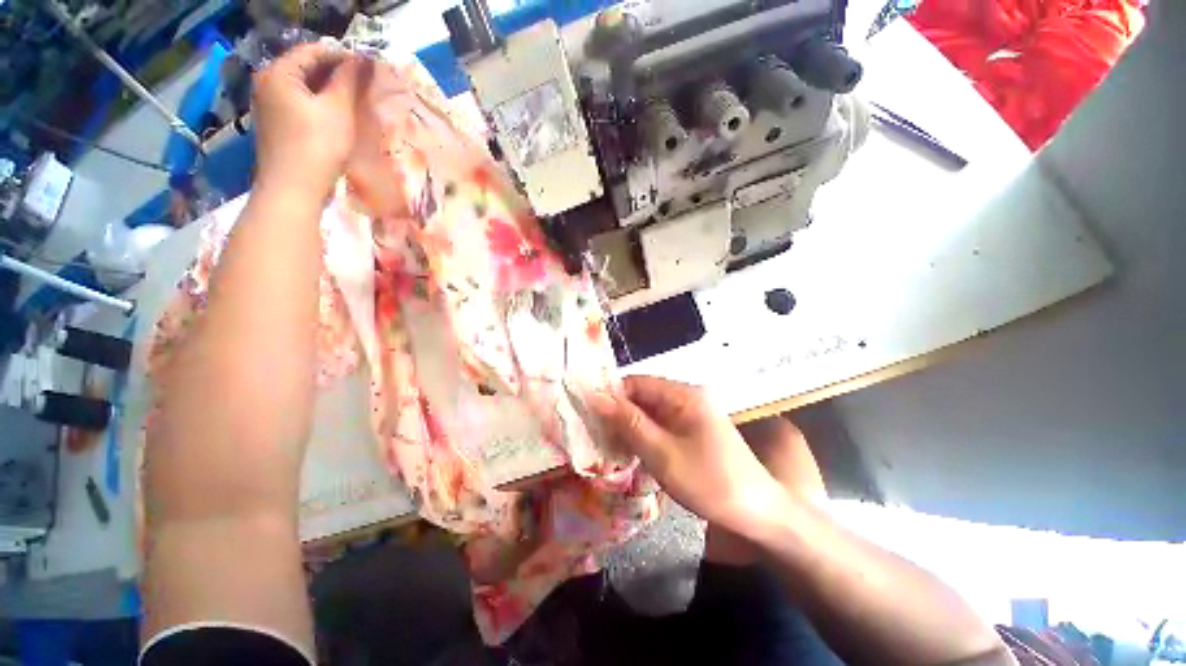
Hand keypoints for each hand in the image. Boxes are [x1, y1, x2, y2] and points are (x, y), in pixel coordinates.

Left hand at [251, 42, 364, 202]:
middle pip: (305, 68)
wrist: (293, 189)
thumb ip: (348, 81)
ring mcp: (269, 105)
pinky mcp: (276, 124)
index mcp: (278, 73)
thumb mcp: (338, 110)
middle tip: (365, 83)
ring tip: (356, 98)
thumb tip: (360, 60)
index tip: (369, 66)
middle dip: (336, 73)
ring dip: (329, 90)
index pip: (313, 51)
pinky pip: (300, 104)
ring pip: (304, 87)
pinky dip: (320, 104)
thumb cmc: (317, 147)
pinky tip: (338, 115)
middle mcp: (268, 83)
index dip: (342, 55)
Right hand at [587, 376, 789, 534]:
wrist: (758, 513)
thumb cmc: (709, 482)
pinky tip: (633, 452)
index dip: (611, 396)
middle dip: (619, 413)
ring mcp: (692, 413)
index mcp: (683, 395)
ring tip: (610, 446)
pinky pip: (661, 424)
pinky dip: (644, 435)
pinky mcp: (693, 429)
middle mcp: (687, 397)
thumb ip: (628, 423)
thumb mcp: (662, 453)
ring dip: (630, 426)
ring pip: (650, 411)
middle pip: (643, 396)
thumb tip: (596, 397)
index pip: (636, 383)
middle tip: (597, 435)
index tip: (589, 415)